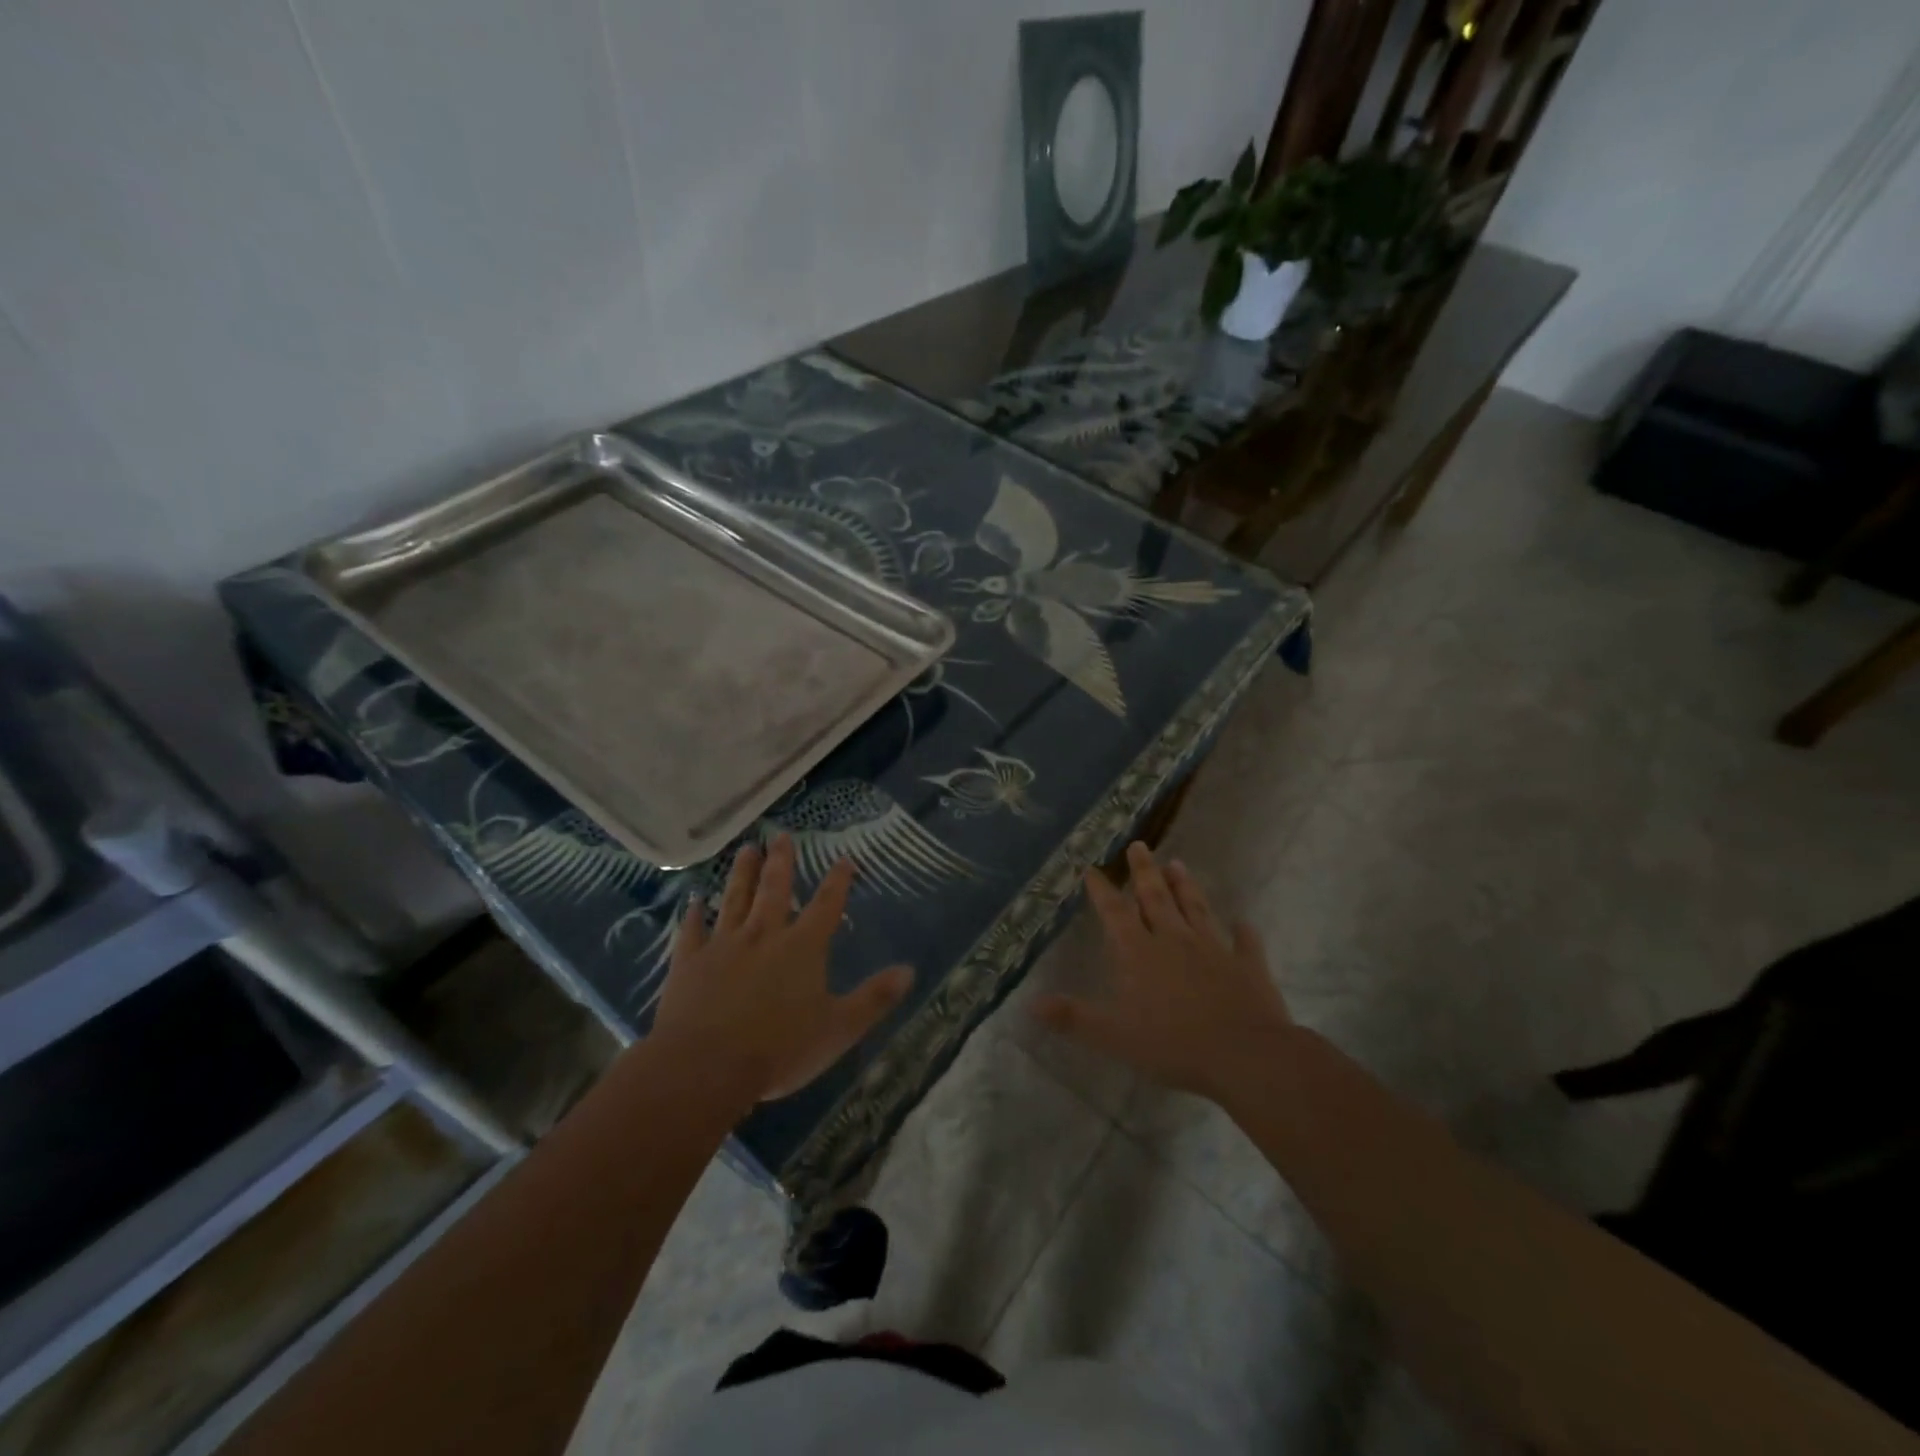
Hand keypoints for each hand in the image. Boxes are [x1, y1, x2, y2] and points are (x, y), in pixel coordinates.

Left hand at [650, 835, 912, 1104]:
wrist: (704, 1066)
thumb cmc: (779, 1049)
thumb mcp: (839, 1029)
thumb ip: (874, 998)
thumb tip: (910, 971)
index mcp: (802, 947)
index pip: (826, 905)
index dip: (838, 881)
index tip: (844, 858)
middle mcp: (764, 935)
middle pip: (775, 890)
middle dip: (781, 862)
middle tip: (781, 836)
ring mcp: (723, 945)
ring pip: (735, 899)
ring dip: (742, 873)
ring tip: (747, 848)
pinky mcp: (689, 962)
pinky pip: (692, 931)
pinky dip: (694, 914)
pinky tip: (693, 901)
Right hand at [1032, 842, 1294, 1100]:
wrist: (1245, 1055)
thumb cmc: (1172, 1044)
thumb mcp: (1112, 1035)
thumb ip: (1073, 1017)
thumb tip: (1031, 1003)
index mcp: (1139, 953)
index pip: (1115, 913)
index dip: (1102, 890)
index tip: (1093, 868)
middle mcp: (1174, 940)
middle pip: (1156, 898)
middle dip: (1144, 871)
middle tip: (1139, 845)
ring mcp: (1213, 949)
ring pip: (1196, 909)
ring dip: (1185, 886)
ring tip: (1178, 863)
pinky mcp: (1246, 966)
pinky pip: (1244, 942)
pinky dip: (1242, 931)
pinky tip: (1242, 923)